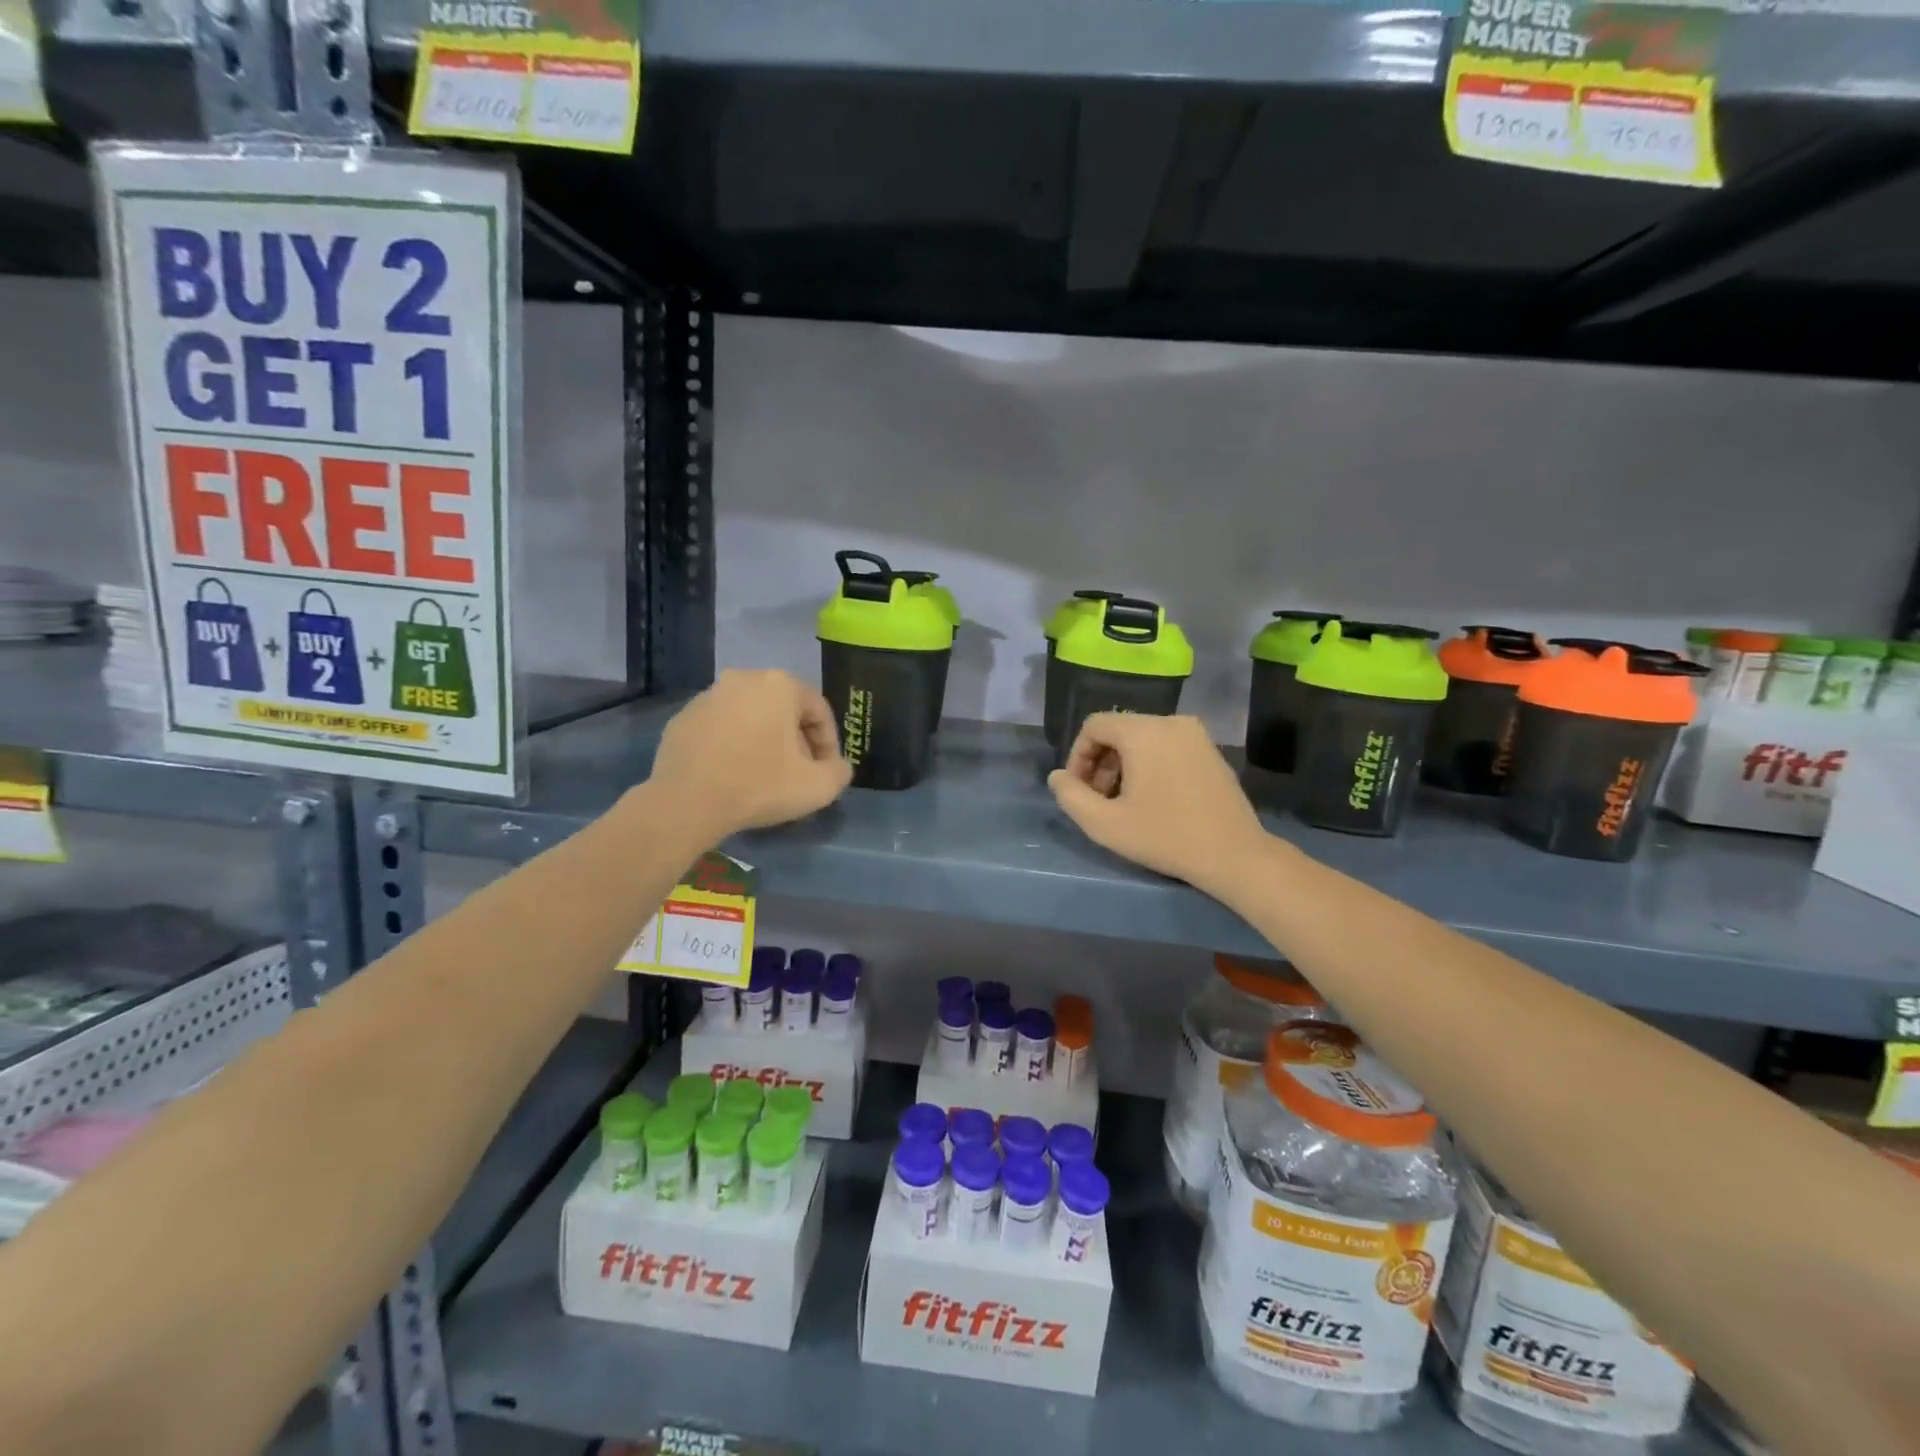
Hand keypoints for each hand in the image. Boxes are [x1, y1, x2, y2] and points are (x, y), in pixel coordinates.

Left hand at [650, 670, 852, 836]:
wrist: (687, 803)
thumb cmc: (760, 786)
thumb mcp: (819, 786)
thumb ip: (839, 772)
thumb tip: (837, 767)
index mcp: (779, 684)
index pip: (818, 710)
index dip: (829, 743)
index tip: (826, 771)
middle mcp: (742, 679)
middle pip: (783, 710)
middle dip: (796, 740)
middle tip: (799, 772)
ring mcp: (706, 697)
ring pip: (750, 717)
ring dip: (763, 740)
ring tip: (765, 775)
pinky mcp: (681, 719)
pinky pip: (720, 729)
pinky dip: (732, 745)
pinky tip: (733, 774)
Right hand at [1048, 713, 1270, 891]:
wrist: (1234, 855)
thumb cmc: (1165, 837)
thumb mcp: (1105, 824)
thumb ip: (1071, 796)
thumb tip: (1058, 777)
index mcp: (1143, 731)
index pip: (1094, 725)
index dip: (1077, 756)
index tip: (1079, 791)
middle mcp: (1171, 721)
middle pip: (1119, 730)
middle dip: (1101, 763)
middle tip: (1099, 801)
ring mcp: (1196, 734)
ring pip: (1143, 738)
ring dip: (1124, 765)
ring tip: (1124, 803)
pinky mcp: (1211, 751)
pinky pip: (1167, 746)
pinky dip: (1151, 764)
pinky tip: (1154, 799)